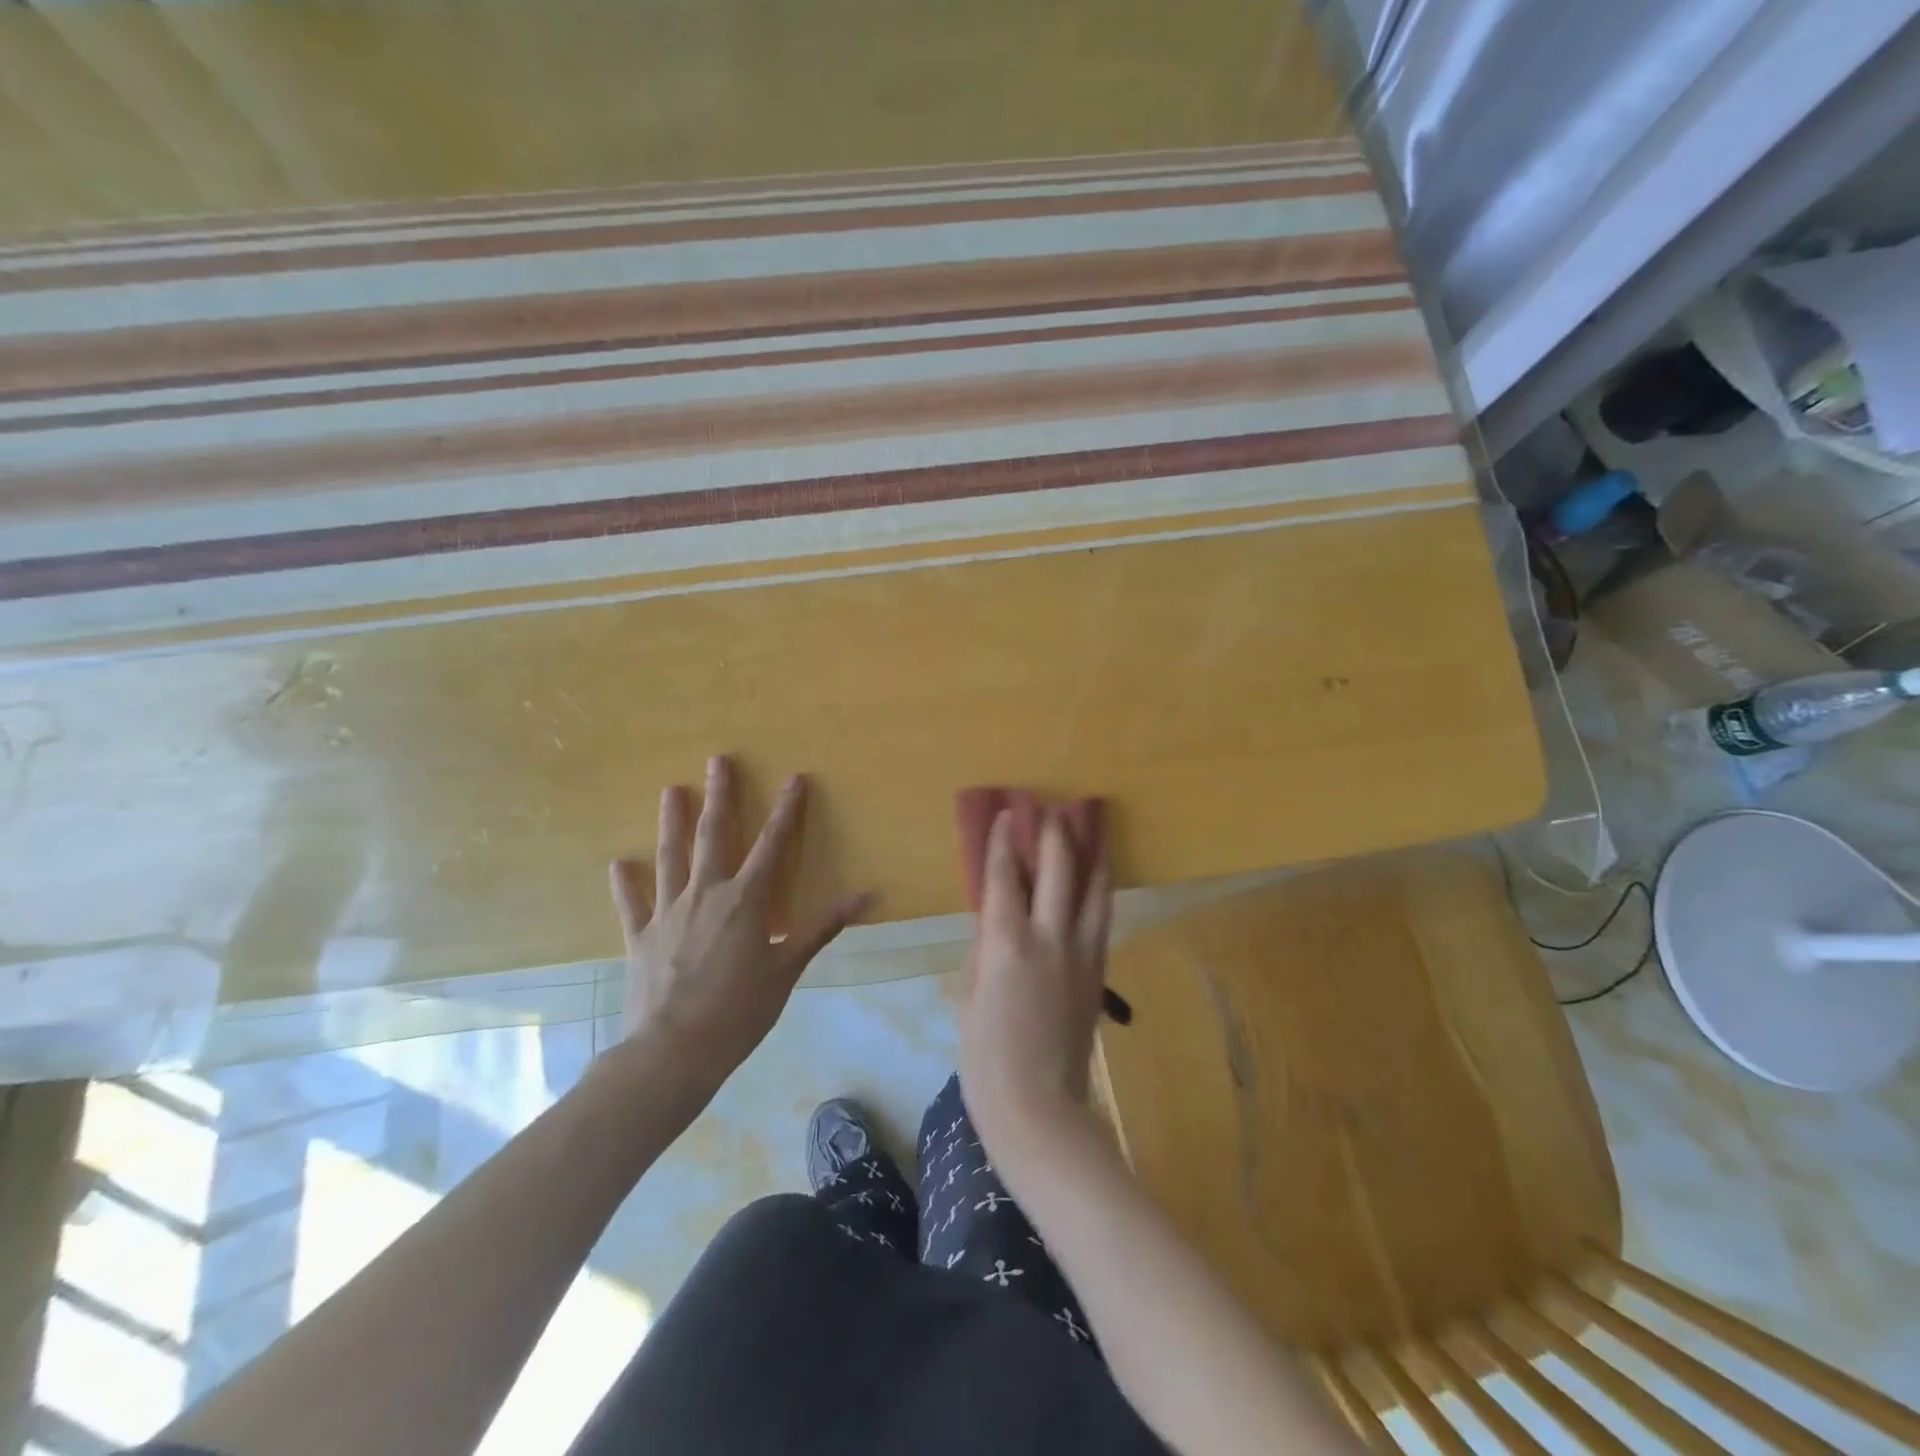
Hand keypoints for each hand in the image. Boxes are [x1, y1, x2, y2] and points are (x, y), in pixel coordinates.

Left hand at [609, 756, 869, 1080]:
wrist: (674, 1051)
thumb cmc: (739, 1011)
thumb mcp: (787, 969)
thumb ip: (821, 928)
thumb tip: (864, 897)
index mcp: (745, 900)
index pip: (772, 845)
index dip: (786, 811)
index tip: (793, 778)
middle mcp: (705, 894)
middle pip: (713, 835)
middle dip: (719, 796)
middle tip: (718, 761)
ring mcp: (668, 913)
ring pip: (670, 857)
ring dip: (671, 822)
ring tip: (671, 790)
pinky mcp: (639, 937)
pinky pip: (631, 903)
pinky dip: (626, 883)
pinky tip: (619, 864)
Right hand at [958, 808, 1112, 1154]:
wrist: (1038, 1108)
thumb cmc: (986, 1057)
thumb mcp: (969, 996)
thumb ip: (982, 950)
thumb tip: (993, 920)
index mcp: (1006, 943)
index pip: (1004, 877)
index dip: (1005, 841)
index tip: (1009, 813)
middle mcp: (1048, 938)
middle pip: (1058, 871)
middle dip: (1055, 836)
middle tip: (1053, 812)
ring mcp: (1080, 954)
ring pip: (1093, 891)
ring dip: (1090, 857)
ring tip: (1089, 834)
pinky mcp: (1098, 974)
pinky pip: (1101, 921)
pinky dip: (1099, 894)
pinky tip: (1099, 884)